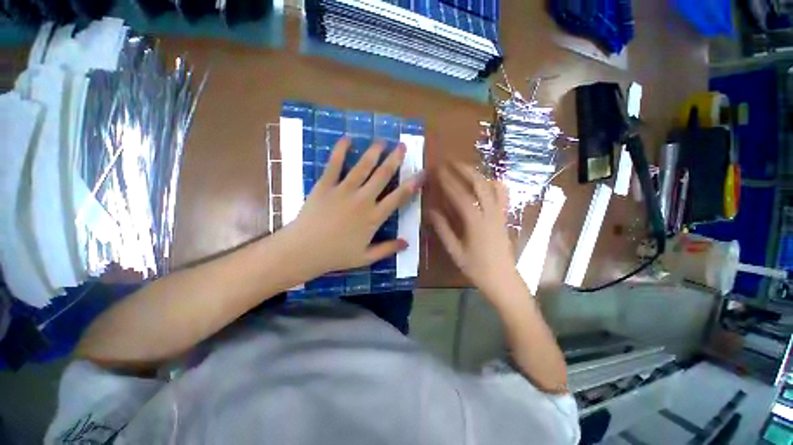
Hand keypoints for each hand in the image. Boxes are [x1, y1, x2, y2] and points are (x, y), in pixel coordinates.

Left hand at [285, 138, 422, 275]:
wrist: (304, 250)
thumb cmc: (336, 255)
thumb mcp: (366, 257)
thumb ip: (387, 249)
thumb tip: (407, 243)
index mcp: (374, 217)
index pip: (398, 197)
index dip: (412, 184)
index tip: (421, 173)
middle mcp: (363, 199)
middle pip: (382, 175)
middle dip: (394, 159)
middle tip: (402, 146)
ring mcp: (343, 190)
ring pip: (362, 166)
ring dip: (373, 152)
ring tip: (381, 141)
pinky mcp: (325, 185)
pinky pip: (334, 164)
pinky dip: (340, 150)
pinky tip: (347, 139)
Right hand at [429, 164, 518, 299]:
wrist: (503, 280)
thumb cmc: (476, 268)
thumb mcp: (455, 251)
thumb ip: (443, 229)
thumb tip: (430, 210)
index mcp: (476, 223)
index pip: (460, 196)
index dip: (447, 182)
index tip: (437, 170)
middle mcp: (490, 214)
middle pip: (479, 184)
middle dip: (464, 169)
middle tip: (450, 161)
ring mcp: (500, 214)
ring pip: (492, 186)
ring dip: (478, 174)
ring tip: (465, 167)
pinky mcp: (504, 217)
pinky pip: (502, 195)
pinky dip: (493, 184)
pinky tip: (485, 182)